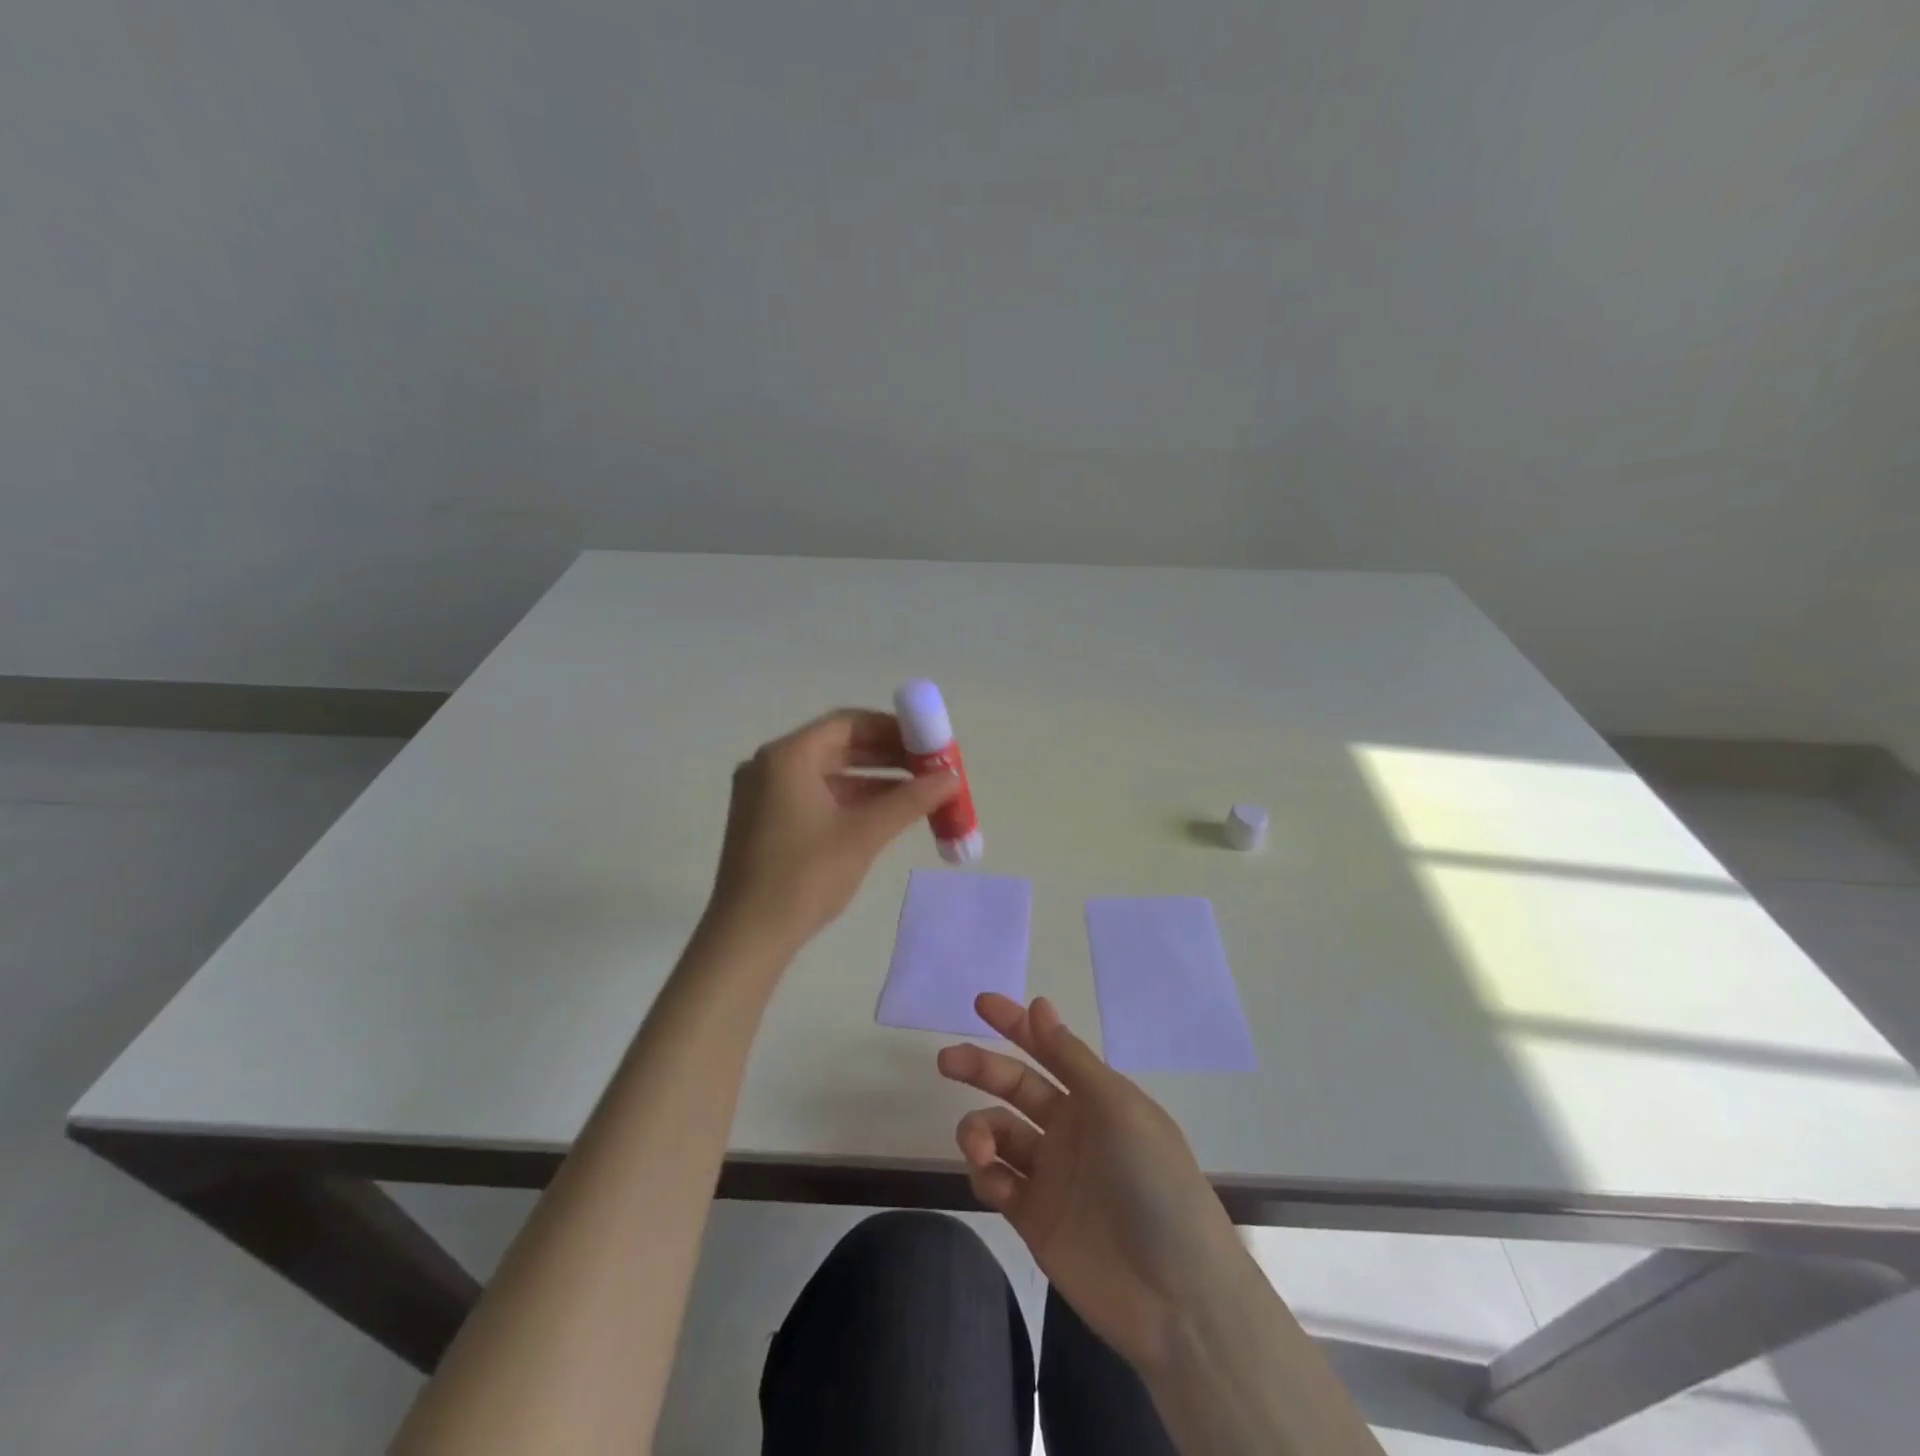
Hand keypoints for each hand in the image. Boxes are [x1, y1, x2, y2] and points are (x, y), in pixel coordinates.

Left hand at [706, 709, 958, 951]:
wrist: (747, 936)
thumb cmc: (805, 876)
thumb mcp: (864, 834)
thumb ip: (911, 800)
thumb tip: (952, 777)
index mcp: (788, 756)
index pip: (848, 723)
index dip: (892, 729)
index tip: (928, 742)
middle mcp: (771, 765)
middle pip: (838, 746)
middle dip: (886, 755)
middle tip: (928, 767)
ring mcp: (764, 794)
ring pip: (828, 773)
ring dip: (872, 780)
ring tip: (917, 792)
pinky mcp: (765, 821)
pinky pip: (815, 795)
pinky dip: (850, 800)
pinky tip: (884, 814)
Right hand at [937, 993, 1245, 1373]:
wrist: (1176, 1298)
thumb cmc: (1155, 1185)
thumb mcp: (1119, 1109)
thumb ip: (1072, 1059)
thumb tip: (1038, 1004)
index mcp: (1097, 1098)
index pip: (1049, 1050)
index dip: (1017, 1025)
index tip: (980, 1003)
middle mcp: (1070, 1129)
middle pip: (1015, 1087)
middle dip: (981, 1068)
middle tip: (946, 1059)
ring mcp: (1051, 1174)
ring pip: (998, 1134)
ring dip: (979, 1130)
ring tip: (979, 1146)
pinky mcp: (1034, 1218)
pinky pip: (996, 1181)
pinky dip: (986, 1174)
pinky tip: (994, 1182)